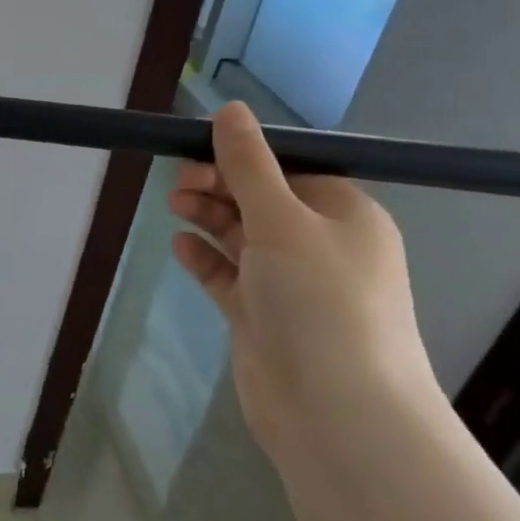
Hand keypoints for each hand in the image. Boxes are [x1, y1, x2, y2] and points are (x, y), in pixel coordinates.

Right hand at [167, 101, 435, 455]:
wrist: (335, 411)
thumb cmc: (320, 301)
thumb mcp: (282, 220)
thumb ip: (249, 165)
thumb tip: (230, 109)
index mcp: (344, 216)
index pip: (290, 170)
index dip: (244, 157)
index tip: (197, 150)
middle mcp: (320, 246)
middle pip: (261, 200)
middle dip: (219, 185)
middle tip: (179, 183)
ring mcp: (290, 284)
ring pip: (242, 236)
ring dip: (209, 216)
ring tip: (174, 206)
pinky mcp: (262, 316)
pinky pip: (228, 275)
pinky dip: (205, 257)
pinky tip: (180, 246)